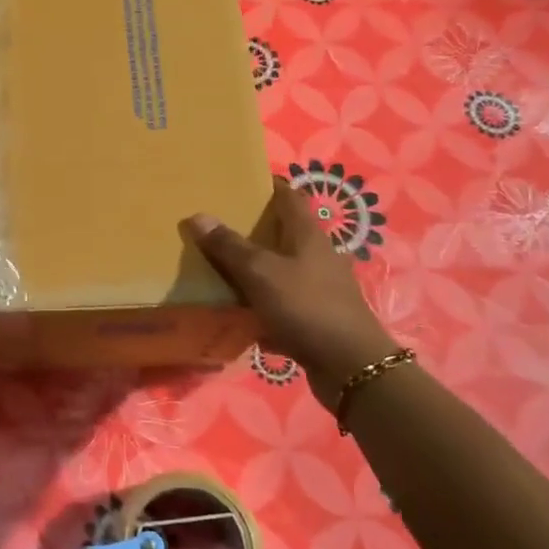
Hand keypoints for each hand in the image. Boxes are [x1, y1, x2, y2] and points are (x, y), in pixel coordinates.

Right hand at [184, 180, 400, 411]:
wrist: (351, 366)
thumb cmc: (307, 306)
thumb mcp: (261, 273)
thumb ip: (229, 246)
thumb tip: (197, 215)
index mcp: (308, 234)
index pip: (289, 195)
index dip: (267, 184)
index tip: (238, 181)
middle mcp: (317, 256)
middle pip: (283, 233)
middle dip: (253, 229)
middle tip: (216, 225)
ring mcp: (319, 288)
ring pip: (281, 270)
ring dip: (255, 269)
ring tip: (219, 268)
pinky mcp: (316, 318)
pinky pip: (282, 304)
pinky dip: (262, 306)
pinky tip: (239, 314)